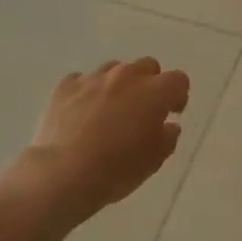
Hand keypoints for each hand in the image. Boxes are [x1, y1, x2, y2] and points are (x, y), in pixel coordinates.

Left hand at [19, 58, 190, 225]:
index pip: (178, 80)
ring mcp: (94, 78)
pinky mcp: (66, 85)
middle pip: (147, 66)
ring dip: (119, 85)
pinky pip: (83, 80)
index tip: (171, 113)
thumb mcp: (154, 161)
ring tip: (110, 110)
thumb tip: (169, 126)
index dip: (178, 96)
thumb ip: (167, 138)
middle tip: (142, 110)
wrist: (63, 174)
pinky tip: (82, 112)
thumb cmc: (116, 169)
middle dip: (150, 84)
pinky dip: (87, 92)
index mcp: (155, 92)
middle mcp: (127, 76)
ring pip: (115, 69)